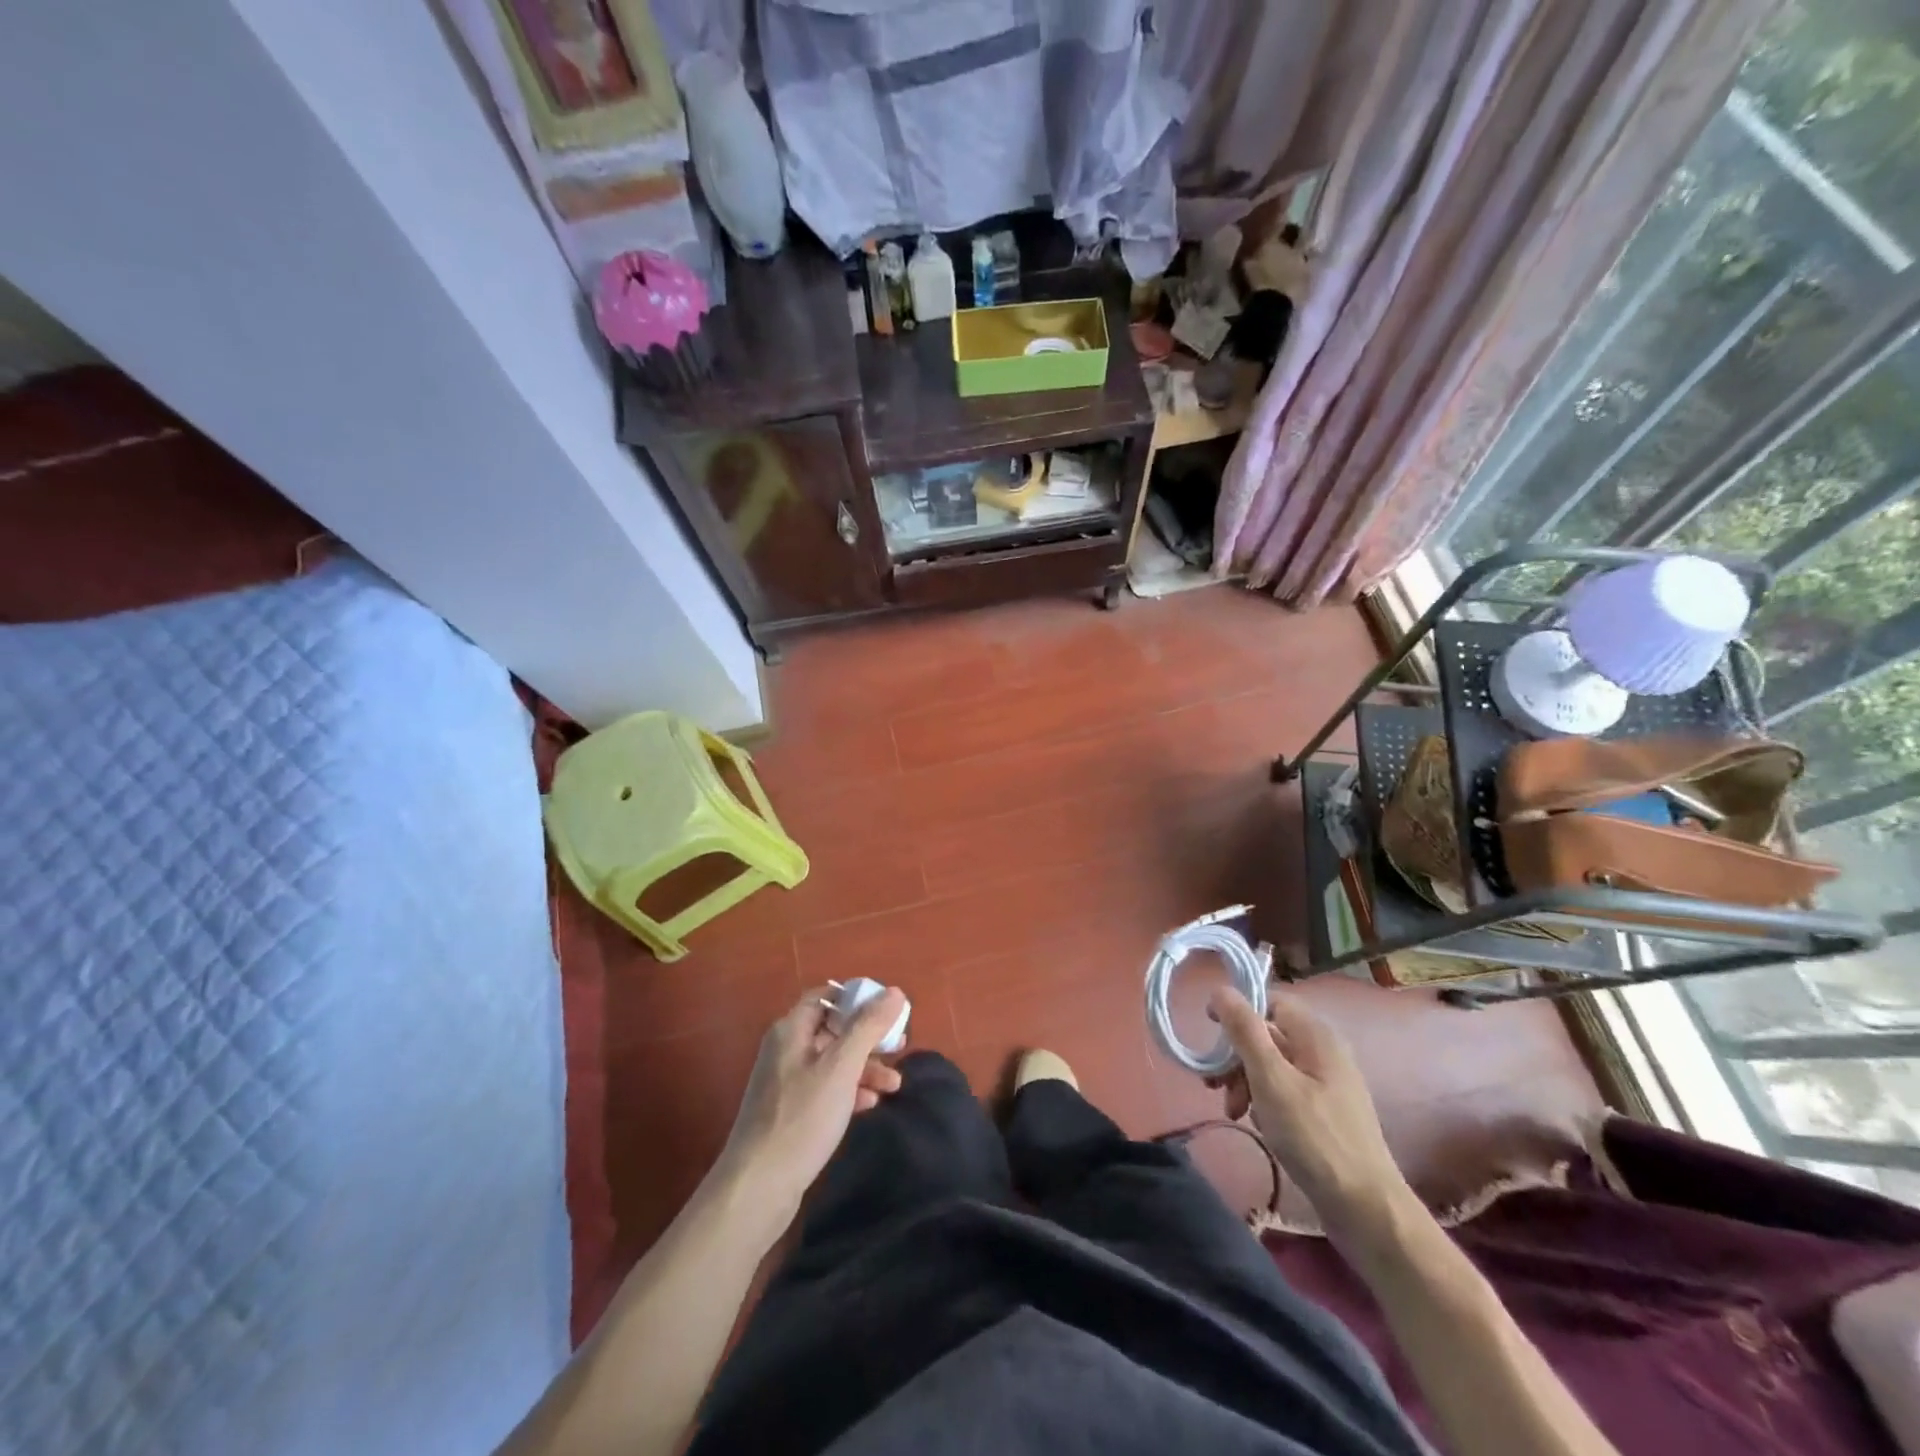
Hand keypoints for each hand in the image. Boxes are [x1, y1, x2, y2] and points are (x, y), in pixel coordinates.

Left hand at [715, 986, 906, 1222]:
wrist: (758, 1187)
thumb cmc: (802, 1118)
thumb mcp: (841, 1068)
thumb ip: (868, 1027)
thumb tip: (894, 991)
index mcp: (791, 1030)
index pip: (825, 996)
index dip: (857, 998)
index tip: (888, 1010)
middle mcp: (786, 1050)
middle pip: (833, 1030)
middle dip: (868, 1037)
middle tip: (900, 1047)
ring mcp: (786, 1083)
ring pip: (833, 1062)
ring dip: (865, 1067)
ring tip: (895, 1084)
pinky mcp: (790, 1112)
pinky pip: (826, 1089)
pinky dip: (850, 1090)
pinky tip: (870, 1104)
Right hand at [1208, 988, 1411, 1235]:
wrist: (1366, 1209)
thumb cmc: (1314, 1137)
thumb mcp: (1270, 1079)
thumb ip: (1244, 1031)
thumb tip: (1220, 989)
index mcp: (1316, 1035)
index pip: (1269, 1001)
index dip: (1237, 1011)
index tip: (1211, 1034)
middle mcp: (1324, 1051)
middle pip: (1267, 1035)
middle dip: (1236, 1056)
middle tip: (1216, 1085)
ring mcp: (1327, 1083)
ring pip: (1272, 1065)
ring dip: (1246, 1081)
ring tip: (1234, 1111)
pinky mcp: (1325, 1112)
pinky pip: (1285, 1090)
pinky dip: (1264, 1101)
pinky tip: (1258, 1124)